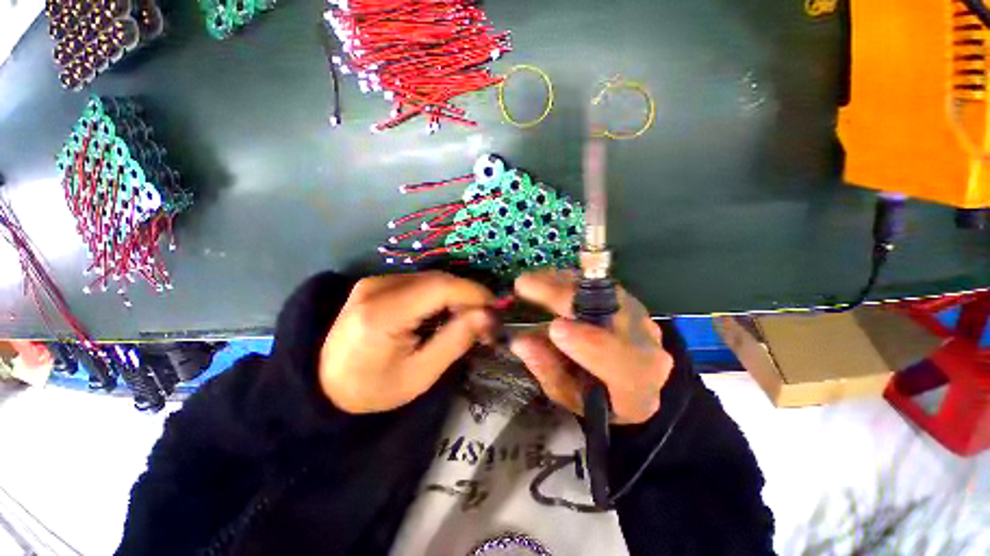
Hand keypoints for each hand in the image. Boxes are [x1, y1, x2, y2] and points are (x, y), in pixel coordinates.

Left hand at [319, 271, 493, 413]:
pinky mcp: (375, 283)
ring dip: (454, 295)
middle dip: (467, 296)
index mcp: (382, 314)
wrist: (324, 387)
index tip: (495, 310)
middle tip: (483, 319)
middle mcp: (376, 287)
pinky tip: (443, 312)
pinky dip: (439, 294)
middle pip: (437, 279)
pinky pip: (419, 281)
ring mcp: (373, 281)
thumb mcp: (420, 375)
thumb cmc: (373, 390)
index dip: (473, 293)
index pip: (439, 287)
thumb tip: (488, 316)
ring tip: (466, 318)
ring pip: (430, 278)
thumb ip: (456, 341)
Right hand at [509, 270, 672, 424]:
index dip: (588, 342)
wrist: (628, 383)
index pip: (621, 363)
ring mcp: (640, 319)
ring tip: (531, 280)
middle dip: (567, 298)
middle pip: (613, 315)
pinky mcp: (629, 301)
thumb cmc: (594, 397)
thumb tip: (520, 341)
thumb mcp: (566, 395)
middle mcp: (647, 348)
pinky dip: (570, 280)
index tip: (554, 327)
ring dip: (564, 283)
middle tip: (526, 286)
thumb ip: (547, 370)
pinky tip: (547, 278)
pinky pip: (598, 284)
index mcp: (637, 389)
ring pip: (603, 292)